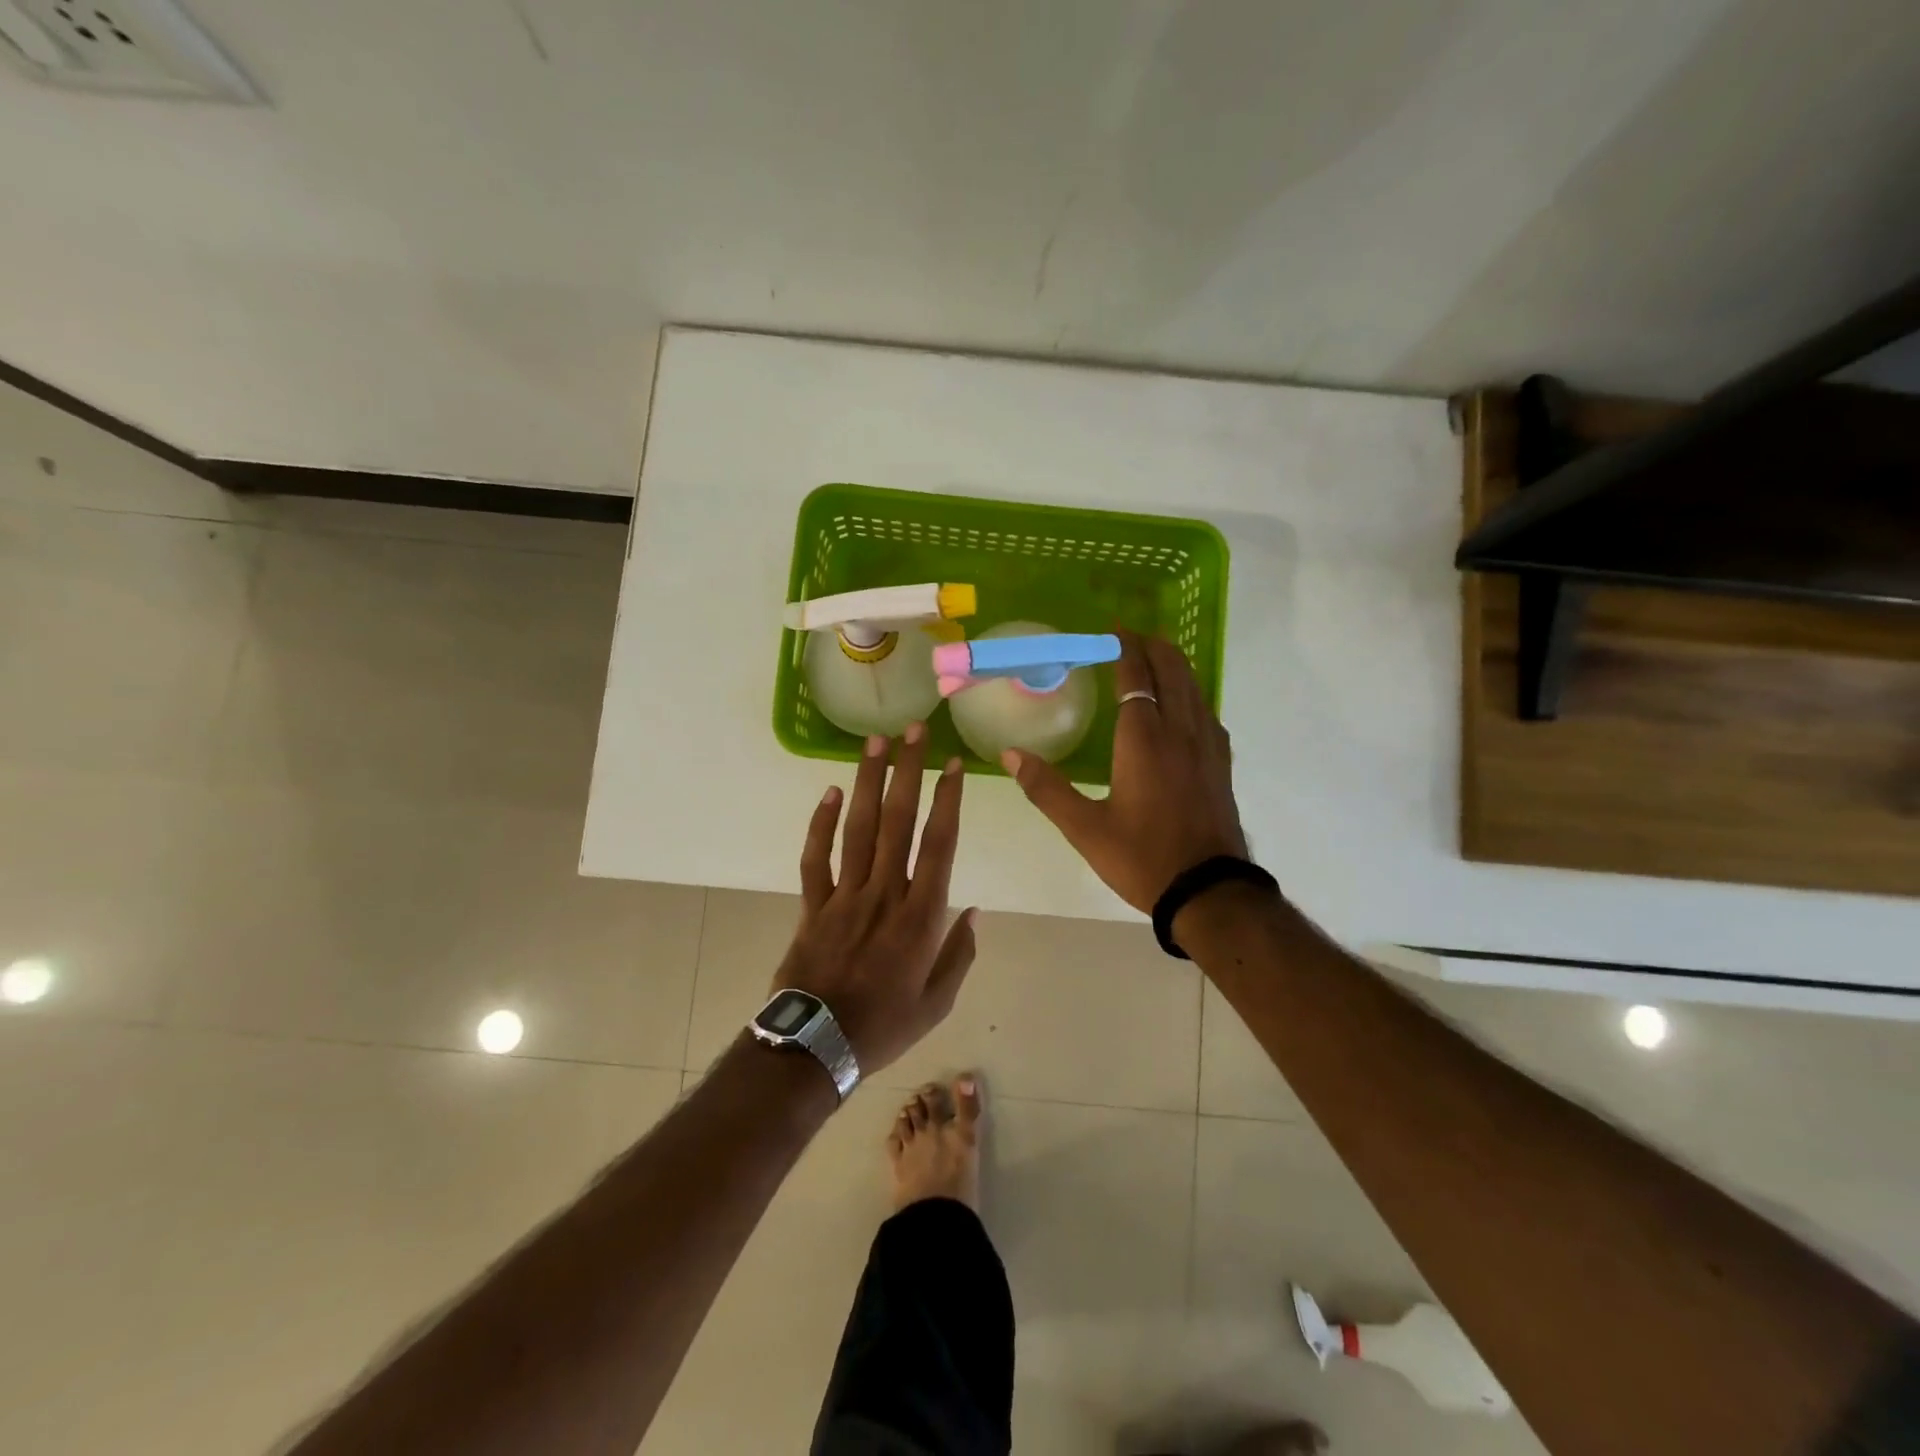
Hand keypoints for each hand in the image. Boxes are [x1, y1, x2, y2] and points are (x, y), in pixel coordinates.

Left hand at [774, 724, 976, 1074]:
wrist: (816, 1047)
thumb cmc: (884, 1025)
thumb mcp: (937, 1001)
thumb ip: (959, 954)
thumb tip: (973, 910)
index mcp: (920, 916)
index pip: (938, 844)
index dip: (948, 800)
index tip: (954, 764)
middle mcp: (884, 894)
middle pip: (897, 821)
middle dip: (907, 771)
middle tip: (912, 731)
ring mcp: (844, 896)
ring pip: (858, 828)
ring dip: (867, 782)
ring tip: (874, 743)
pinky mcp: (812, 905)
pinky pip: (815, 858)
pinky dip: (820, 824)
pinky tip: (829, 792)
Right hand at [1002, 630, 1247, 913]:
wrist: (1209, 892)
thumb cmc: (1143, 858)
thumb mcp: (1085, 829)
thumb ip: (1046, 789)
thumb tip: (1009, 755)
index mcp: (1143, 741)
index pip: (1136, 677)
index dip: (1125, 649)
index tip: (1112, 630)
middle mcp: (1179, 732)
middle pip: (1172, 671)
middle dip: (1153, 646)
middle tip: (1131, 637)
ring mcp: (1207, 746)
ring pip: (1194, 688)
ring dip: (1174, 665)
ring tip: (1155, 658)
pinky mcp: (1221, 764)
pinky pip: (1206, 712)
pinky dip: (1191, 693)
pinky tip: (1183, 705)